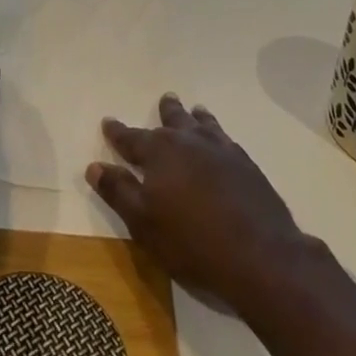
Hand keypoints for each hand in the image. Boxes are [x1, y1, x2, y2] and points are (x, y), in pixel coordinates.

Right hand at [88, 95, 313, 313]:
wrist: (260, 255)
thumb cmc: (192, 243)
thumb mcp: (144, 223)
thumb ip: (119, 191)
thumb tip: (95, 166)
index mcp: (159, 152)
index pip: (131, 138)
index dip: (118, 132)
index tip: (108, 122)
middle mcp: (188, 141)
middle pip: (172, 120)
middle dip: (165, 111)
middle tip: (165, 99)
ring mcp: (220, 149)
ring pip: (203, 124)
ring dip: (195, 117)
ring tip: (195, 111)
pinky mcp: (246, 164)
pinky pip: (226, 139)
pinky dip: (218, 134)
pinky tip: (222, 142)